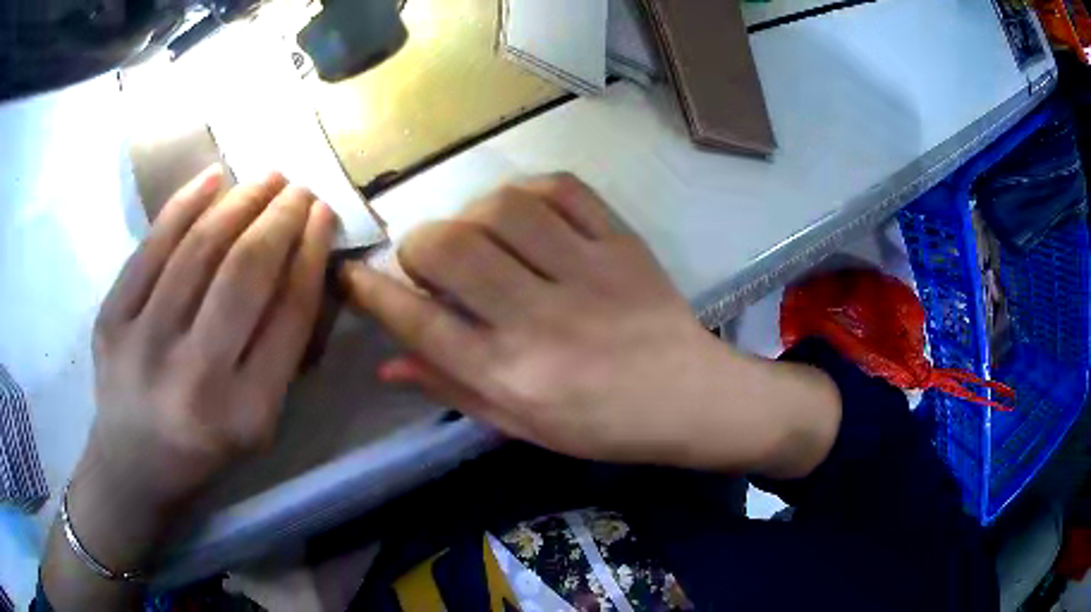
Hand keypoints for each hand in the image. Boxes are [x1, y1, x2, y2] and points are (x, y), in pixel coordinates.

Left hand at [45, 165, 334, 605]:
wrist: (132, 464)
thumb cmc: (204, 447)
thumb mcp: (257, 420)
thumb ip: (281, 350)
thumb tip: (301, 262)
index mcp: (245, 413)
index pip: (289, 315)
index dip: (311, 255)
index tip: (324, 215)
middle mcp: (195, 378)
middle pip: (244, 273)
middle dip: (280, 218)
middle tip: (299, 188)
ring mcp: (144, 344)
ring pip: (199, 249)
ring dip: (240, 201)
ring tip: (266, 178)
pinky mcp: (111, 320)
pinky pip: (151, 247)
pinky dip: (184, 204)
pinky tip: (212, 178)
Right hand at [342, 174, 839, 473]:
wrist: (690, 399)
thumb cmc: (602, 425)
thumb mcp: (521, 425)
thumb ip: (452, 389)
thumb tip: (387, 361)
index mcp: (513, 377)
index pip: (420, 324)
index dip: (372, 293)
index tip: (351, 273)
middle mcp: (541, 321)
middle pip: (449, 250)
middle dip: (419, 244)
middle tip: (429, 259)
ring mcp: (587, 274)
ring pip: (500, 208)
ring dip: (472, 214)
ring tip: (480, 236)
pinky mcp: (622, 244)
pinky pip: (563, 189)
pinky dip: (529, 191)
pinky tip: (524, 212)